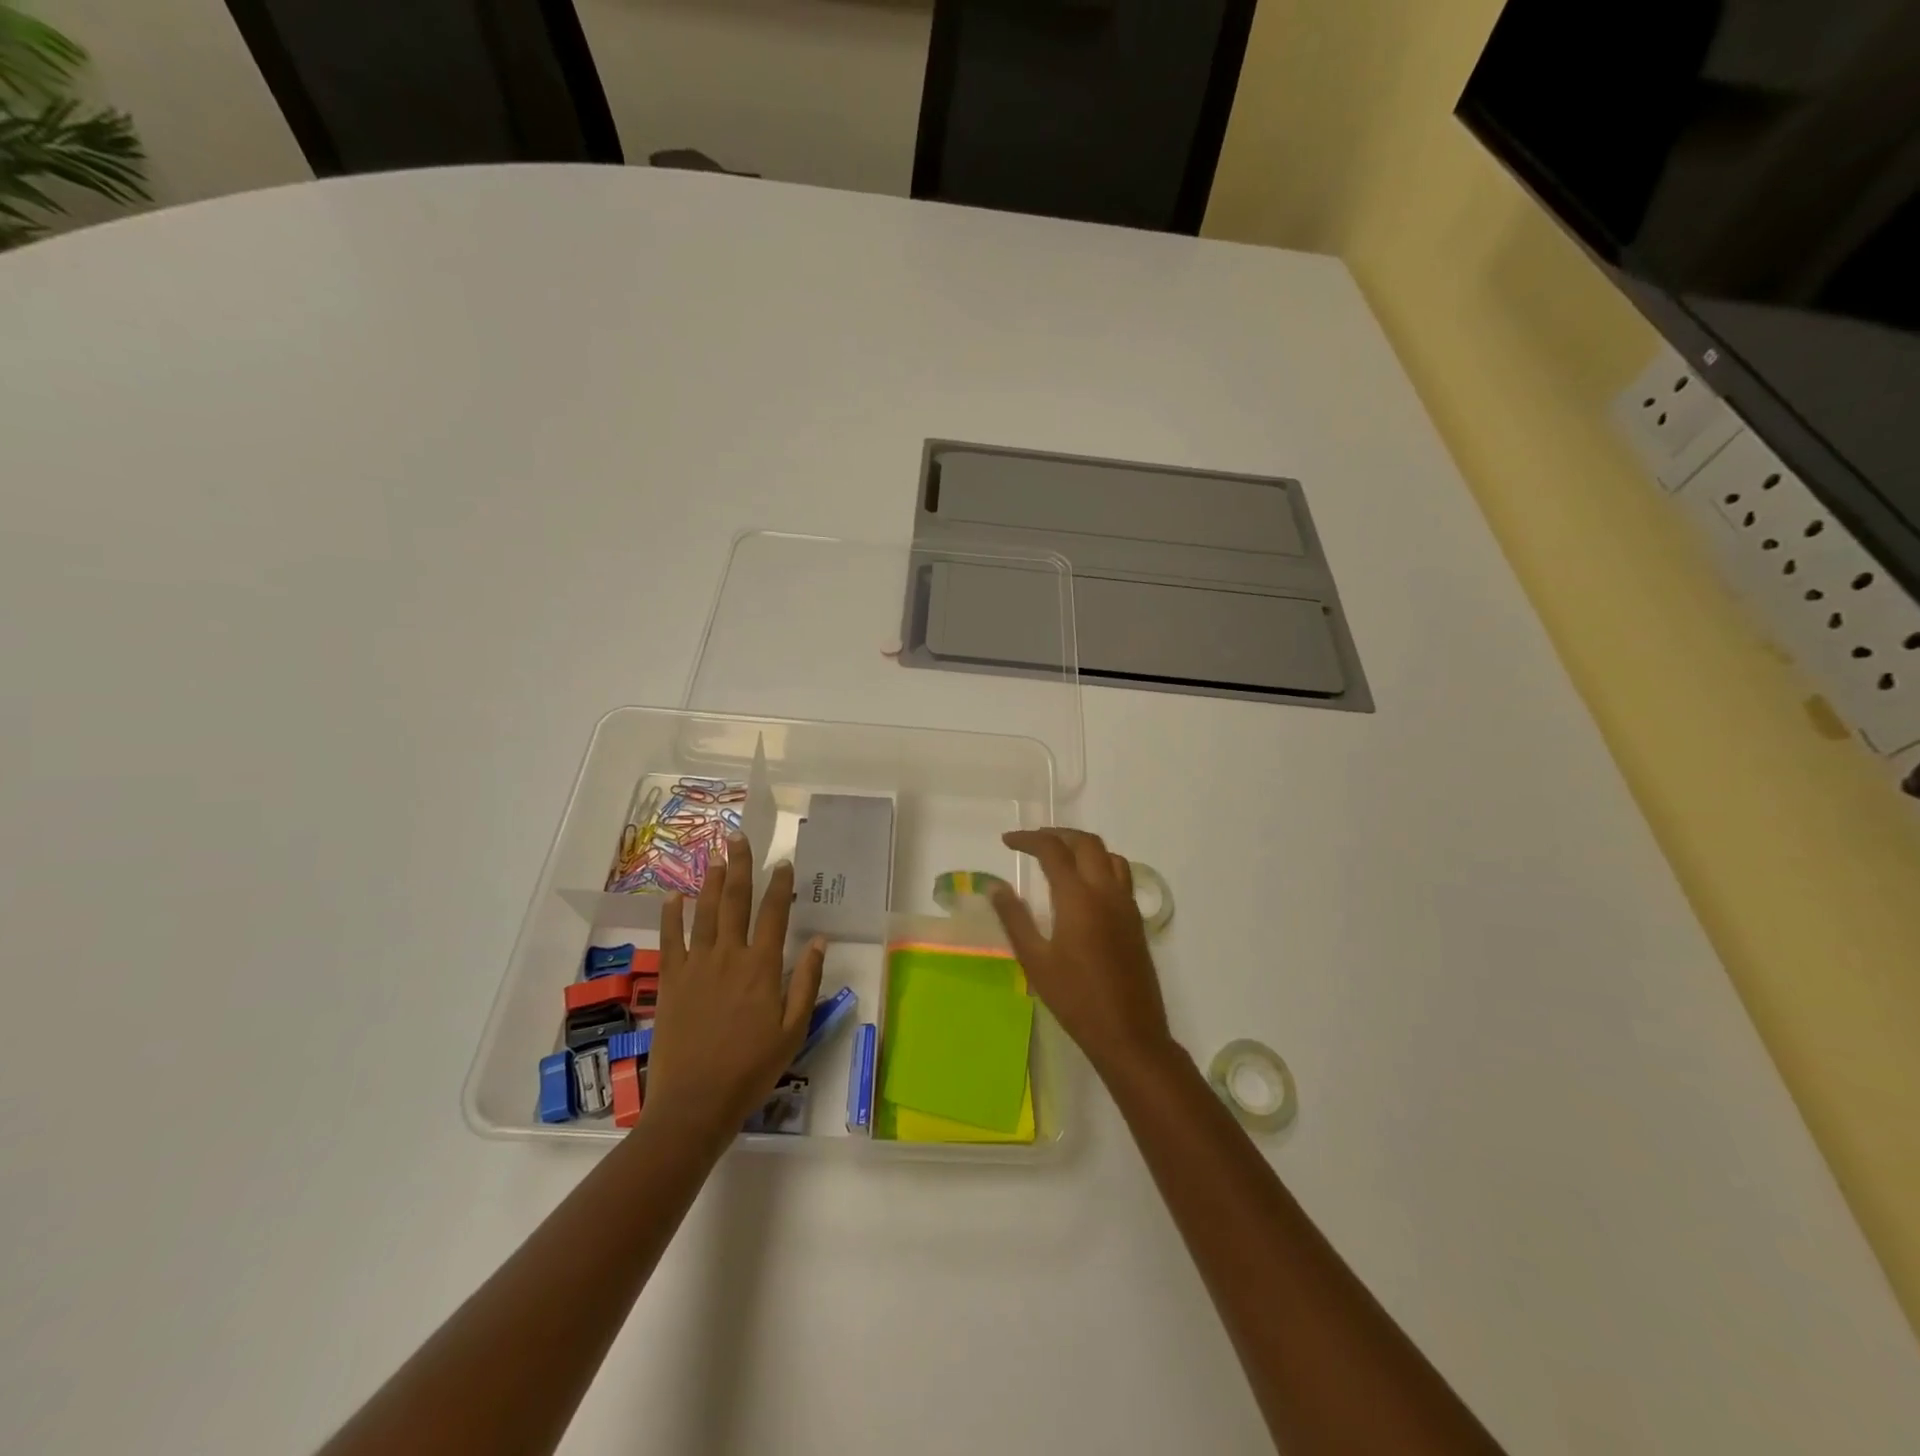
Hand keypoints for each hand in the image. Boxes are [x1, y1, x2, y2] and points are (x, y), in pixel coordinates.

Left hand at [647, 833, 826, 1140]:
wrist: (696, 1102)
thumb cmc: (752, 1068)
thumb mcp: (794, 1029)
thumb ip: (806, 981)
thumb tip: (819, 940)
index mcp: (762, 967)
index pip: (775, 914)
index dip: (781, 885)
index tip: (784, 862)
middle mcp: (729, 956)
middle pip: (735, 900)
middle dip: (739, 866)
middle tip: (739, 837)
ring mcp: (696, 965)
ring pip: (704, 912)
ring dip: (710, 881)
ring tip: (715, 856)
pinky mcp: (671, 980)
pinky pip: (671, 939)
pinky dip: (671, 915)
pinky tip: (673, 895)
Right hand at [989, 828, 1172, 1077]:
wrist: (1129, 1033)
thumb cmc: (1075, 999)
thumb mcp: (1035, 960)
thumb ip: (1014, 918)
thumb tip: (995, 886)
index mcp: (1078, 897)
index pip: (1052, 850)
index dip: (1028, 840)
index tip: (1007, 842)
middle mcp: (1106, 891)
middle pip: (1086, 843)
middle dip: (1057, 834)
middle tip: (1032, 842)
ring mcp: (1126, 904)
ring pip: (1109, 855)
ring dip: (1083, 846)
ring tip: (1060, 856)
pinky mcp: (1136, 920)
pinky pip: (1121, 875)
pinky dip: (1101, 864)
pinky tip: (1086, 885)